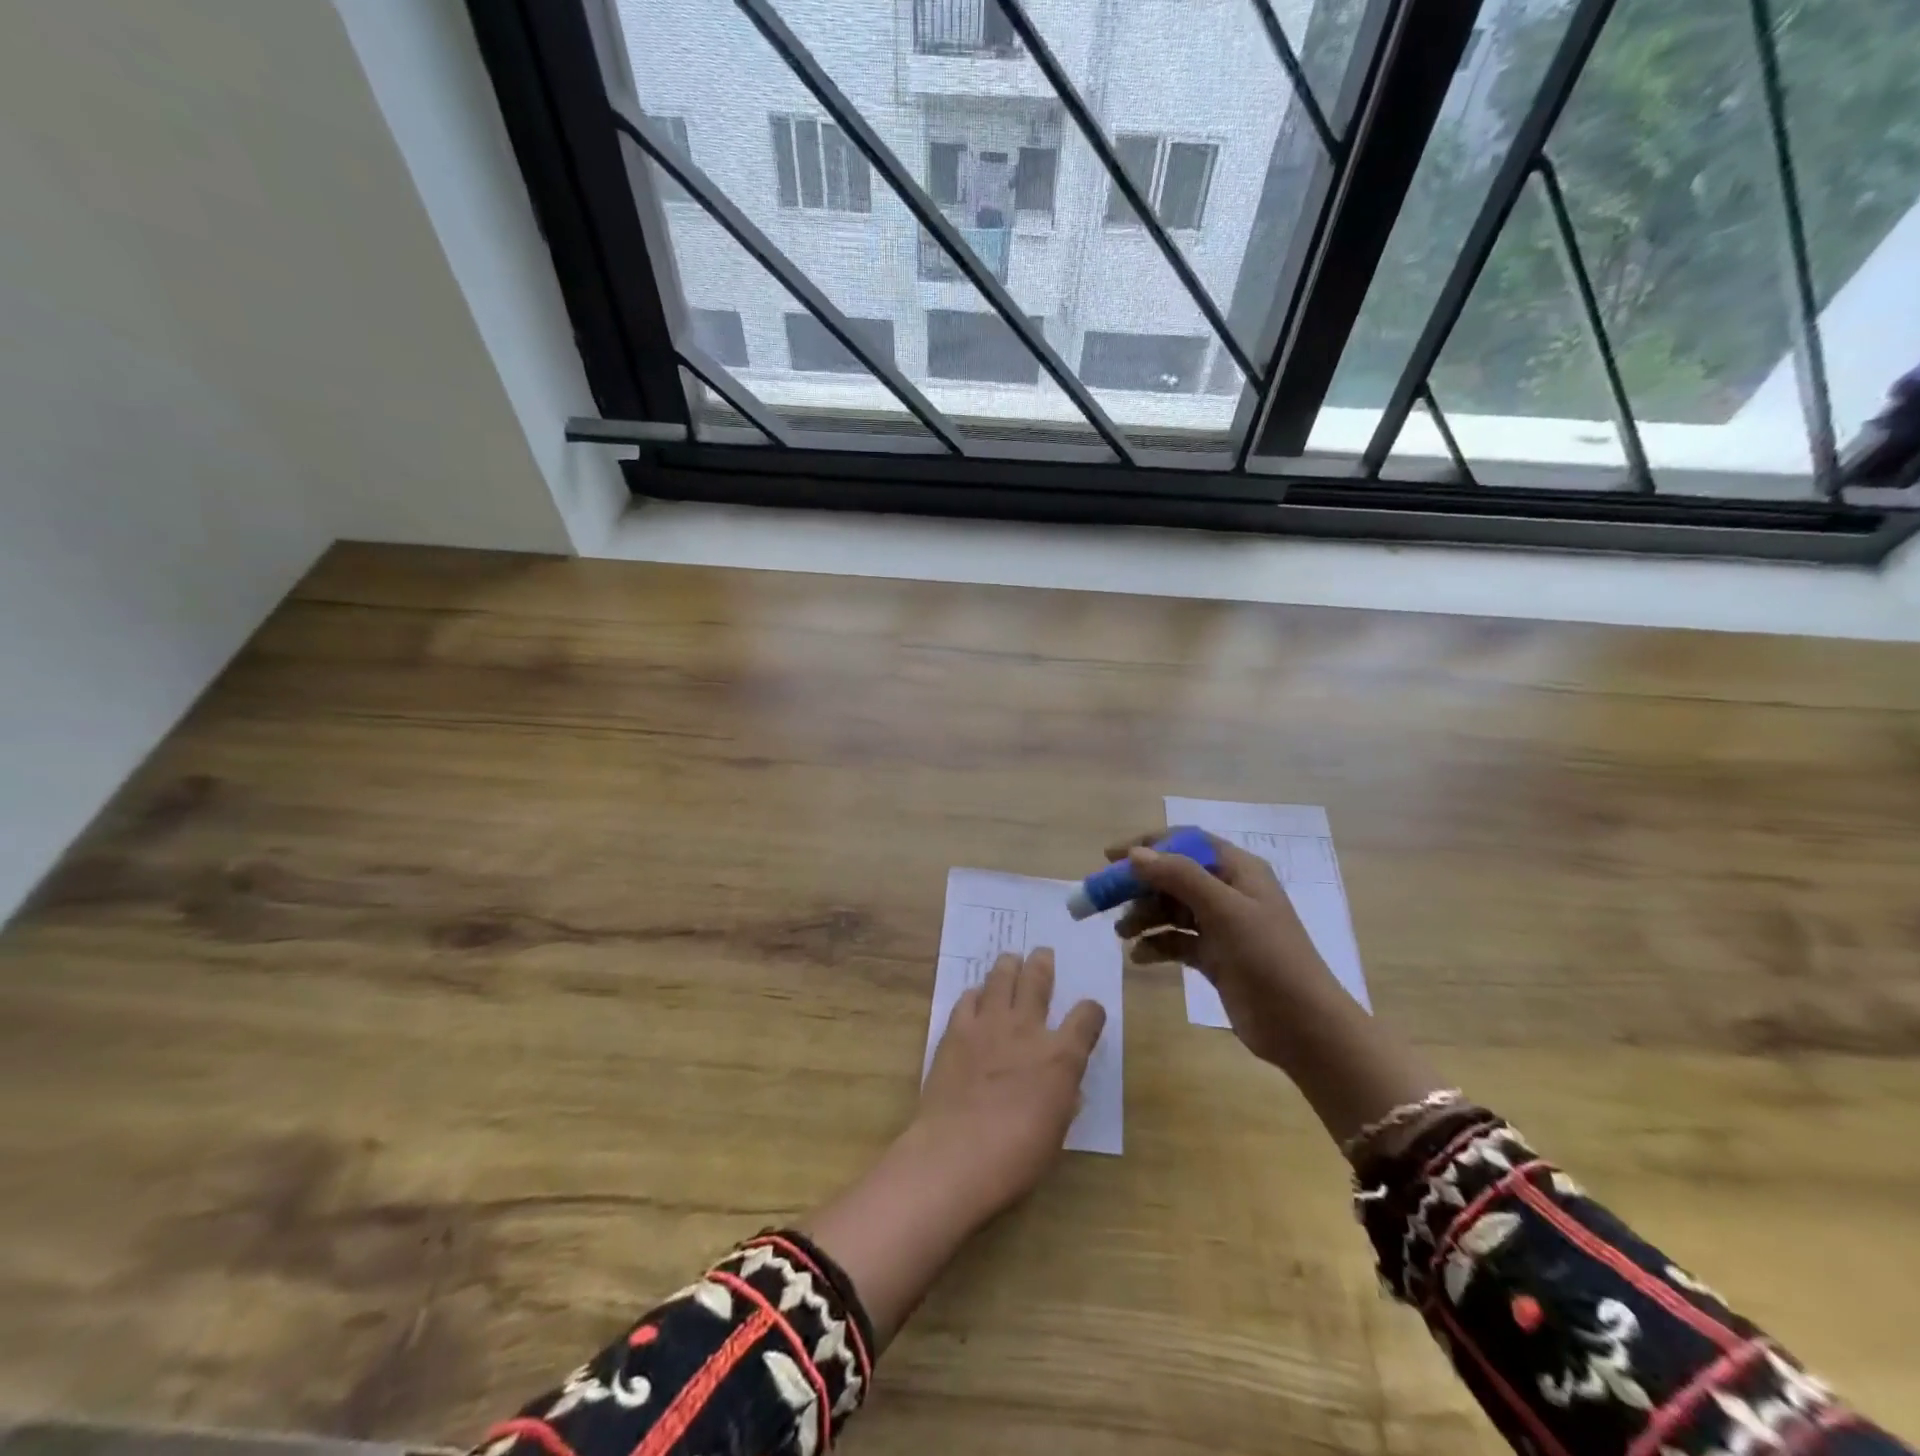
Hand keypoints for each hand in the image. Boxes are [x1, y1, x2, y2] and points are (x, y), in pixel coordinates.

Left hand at [911, 948, 1106, 1218]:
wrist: (956, 1154)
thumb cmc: (1016, 1156)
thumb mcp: (1056, 1133)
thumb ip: (1062, 1099)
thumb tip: (1064, 1086)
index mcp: (1061, 1056)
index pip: (1086, 1017)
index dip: (1091, 1011)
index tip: (1090, 1013)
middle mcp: (1027, 1029)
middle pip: (1038, 980)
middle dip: (1042, 964)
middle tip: (1042, 953)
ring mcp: (988, 1025)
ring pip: (1001, 978)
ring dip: (1008, 966)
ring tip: (1010, 960)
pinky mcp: (956, 1031)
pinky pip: (968, 999)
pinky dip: (975, 994)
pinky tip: (976, 996)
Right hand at [1107, 829, 1342, 1069]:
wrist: (1304, 1027)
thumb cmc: (1268, 958)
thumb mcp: (1225, 910)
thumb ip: (1179, 877)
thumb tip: (1136, 854)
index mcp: (1239, 871)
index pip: (1186, 842)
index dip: (1148, 845)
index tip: (1111, 858)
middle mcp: (1229, 893)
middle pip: (1174, 876)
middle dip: (1139, 885)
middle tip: (1104, 899)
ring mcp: (1223, 927)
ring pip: (1172, 909)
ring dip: (1144, 915)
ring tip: (1121, 932)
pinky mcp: (1216, 958)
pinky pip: (1177, 941)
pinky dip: (1156, 944)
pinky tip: (1138, 956)